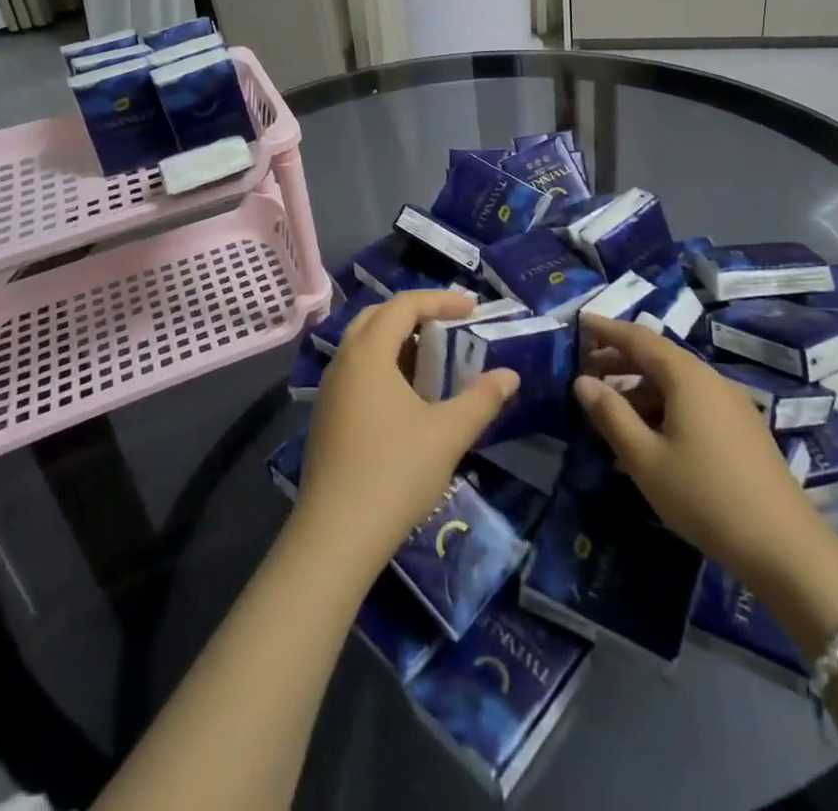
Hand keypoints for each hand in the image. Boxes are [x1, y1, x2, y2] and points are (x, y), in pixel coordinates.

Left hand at [297, 291, 518, 571]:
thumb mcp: (447, 434)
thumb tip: (510, 376)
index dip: (440, 300)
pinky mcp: (326, 417)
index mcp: (368, 353)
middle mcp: (343, 362)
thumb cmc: (394, 473)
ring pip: (364, 345)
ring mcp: (329, 391)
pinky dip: (384, 366)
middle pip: (378, 317)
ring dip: (398, 340)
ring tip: (434, 358)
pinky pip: (357, 371)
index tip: (473, 307)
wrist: (335, 538)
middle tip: (449, 324)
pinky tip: (408, 396)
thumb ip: (481, 399)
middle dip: (415, 313)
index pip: (404, 305)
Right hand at [573, 317, 809, 571]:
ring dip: (640, 390)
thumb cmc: (704, 496)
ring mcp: (731, 405)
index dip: (606, 329)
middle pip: (658, 358)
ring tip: (610, 414)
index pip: (639, 338)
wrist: (786, 548)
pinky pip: (692, 404)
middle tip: (584, 372)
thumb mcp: (645, 458)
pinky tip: (649, 441)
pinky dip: (663, 409)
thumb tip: (581, 381)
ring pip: (675, 384)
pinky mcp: (742, 430)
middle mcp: (710, 380)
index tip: (580, 321)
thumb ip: (610, 415)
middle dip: (619, 361)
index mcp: (686, 376)